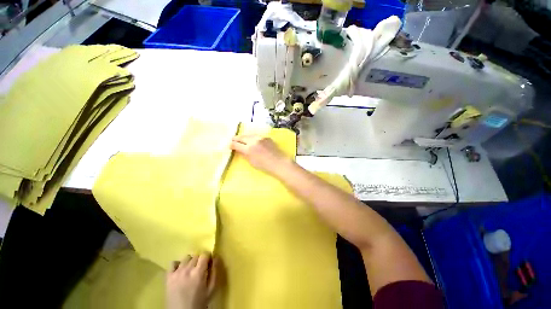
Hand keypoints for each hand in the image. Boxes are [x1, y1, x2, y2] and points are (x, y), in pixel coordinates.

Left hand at [166, 253, 219, 308]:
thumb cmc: (199, 302)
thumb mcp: (211, 289)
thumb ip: (215, 271)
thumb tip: (216, 257)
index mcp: (199, 273)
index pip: (204, 255)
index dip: (207, 258)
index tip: (208, 264)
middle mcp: (187, 270)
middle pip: (195, 256)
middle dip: (199, 260)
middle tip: (200, 269)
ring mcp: (176, 273)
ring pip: (185, 258)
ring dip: (189, 262)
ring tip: (190, 271)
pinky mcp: (168, 277)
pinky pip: (172, 263)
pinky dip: (177, 265)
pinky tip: (180, 271)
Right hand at [230, 134, 290, 175]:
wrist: (279, 162)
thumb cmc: (264, 166)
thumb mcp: (251, 162)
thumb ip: (244, 154)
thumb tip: (238, 149)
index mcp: (248, 149)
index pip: (236, 144)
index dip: (231, 145)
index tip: (230, 146)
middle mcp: (253, 141)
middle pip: (241, 137)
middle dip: (236, 139)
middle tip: (233, 140)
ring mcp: (260, 137)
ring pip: (249, 135)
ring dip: (244, 137)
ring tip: (241, 139)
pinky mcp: (266, 137)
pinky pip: (256, 136)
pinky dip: (252, 137)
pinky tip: (252, 139)